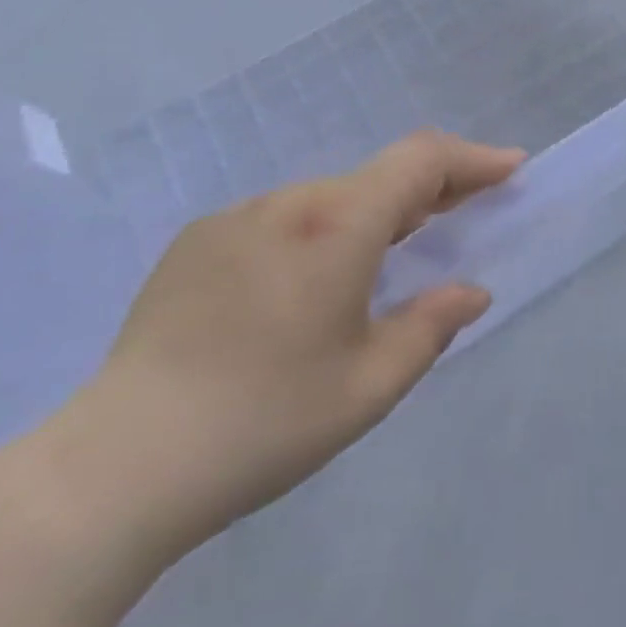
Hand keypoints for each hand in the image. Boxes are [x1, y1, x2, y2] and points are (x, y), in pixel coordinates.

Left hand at [56, 131, 524, 558]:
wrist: (114, 467)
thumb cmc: (263, 423)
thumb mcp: (370, 386)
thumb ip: (432, 325)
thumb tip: (471, 292)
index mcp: (338, 226)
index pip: (422, 161)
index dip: (474, 158)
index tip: (511, 169)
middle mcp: (289, 202)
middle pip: (379, 175)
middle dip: (432, 189)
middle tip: (465, 215)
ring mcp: (237, 217)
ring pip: (330, 197)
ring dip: (373, 214)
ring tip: (390, 257)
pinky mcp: (197, 242)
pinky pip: (282, 219)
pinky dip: (320, 231)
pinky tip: (307, 286)